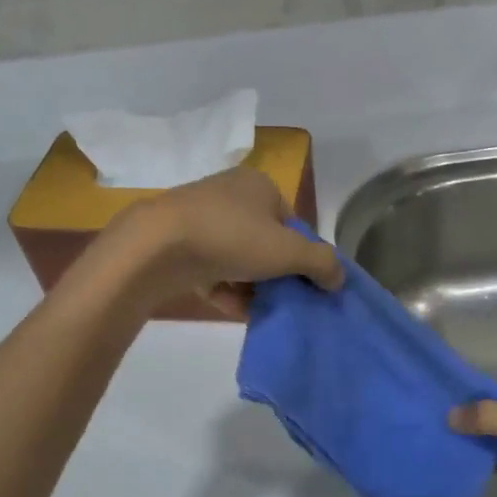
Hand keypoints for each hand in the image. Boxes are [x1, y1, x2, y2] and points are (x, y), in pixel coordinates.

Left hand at [111, 166, 344, 315]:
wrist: (156, 247)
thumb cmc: (232, 237)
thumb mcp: (288, 251)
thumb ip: (321, 263)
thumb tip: (340, 278)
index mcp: (258, 185)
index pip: (292, 223)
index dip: (301, 255)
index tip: (304, 283)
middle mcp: (229, 195)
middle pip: (265, 242)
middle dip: (275, 275)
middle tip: (283, 300)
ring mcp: (200, 219)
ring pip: (238, 259)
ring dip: (251, 287)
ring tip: (260, 311)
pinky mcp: (177, 245)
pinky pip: (212, 270)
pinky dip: (225, 290)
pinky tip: (234, 310)